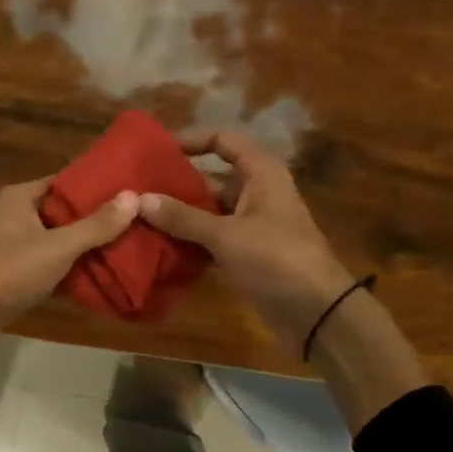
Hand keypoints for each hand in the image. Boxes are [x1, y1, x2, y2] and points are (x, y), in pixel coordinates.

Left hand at [0, 178, 139, 348]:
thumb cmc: (8, 272)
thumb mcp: (58, 247)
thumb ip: (95, 225)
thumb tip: (134, 197)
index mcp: (18, 197)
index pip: (64, 182)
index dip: (96, 187)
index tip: (130, 192)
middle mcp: (12, 215)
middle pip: (61, 212)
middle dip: (93, 219)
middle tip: (134, 222)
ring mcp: (9, 245)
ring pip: (54, 239)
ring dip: (81, 246)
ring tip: (124, 247)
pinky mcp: (10, 272)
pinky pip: (45, 263)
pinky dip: (66, 268)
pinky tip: (96, 274)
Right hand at [139, 129, 355, 356]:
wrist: (317, 311)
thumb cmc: (275, 259)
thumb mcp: (225, 235)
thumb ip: (182, 217)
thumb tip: (139, 199)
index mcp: (260, 174)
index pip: (223, 140)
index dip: (191, 140)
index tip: (156, 151)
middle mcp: (256, 193)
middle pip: (210, 178)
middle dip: (175, 185)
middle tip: (135, 190)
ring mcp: (251, 225)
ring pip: (208, 211)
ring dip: (178, 216)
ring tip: (138, 217)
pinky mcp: (246, 253)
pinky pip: (211, 239)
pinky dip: (189, 241)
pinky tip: (158, 246)